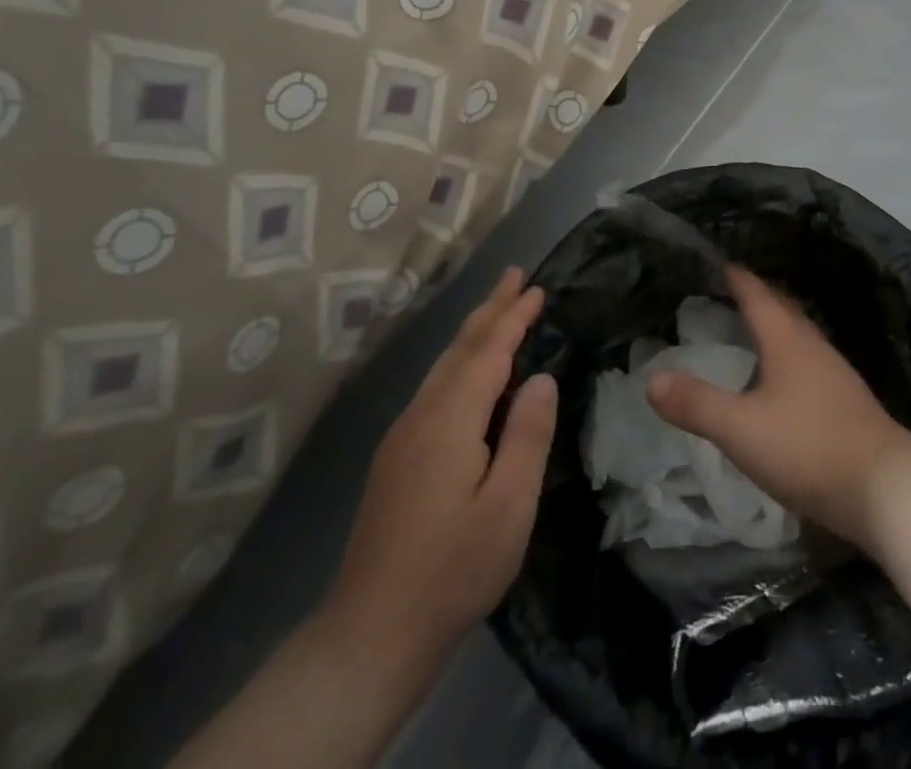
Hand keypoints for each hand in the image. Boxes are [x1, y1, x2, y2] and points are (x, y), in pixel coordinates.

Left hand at [319, 268, 557, 688]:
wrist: (370, 635)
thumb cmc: (453, 569)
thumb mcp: (509, 506)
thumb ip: (528, 435)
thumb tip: (540, 378)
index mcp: (450, 420)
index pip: (488, 351)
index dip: (514, 316)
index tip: (537, 286)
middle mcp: (421, 416)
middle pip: (459, 348)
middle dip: (489, 308)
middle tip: (514, 275)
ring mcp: (403, 437)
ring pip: (443, 366)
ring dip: (473, 332)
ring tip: (497, 308)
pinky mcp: (396, 458)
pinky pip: (435, 388)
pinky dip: (460, 362)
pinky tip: (470, 372)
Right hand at [646, 265, 910, 548]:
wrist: (885, 487)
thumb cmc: (808, 447)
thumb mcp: (741, 429)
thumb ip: (696, 404)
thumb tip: (651, 378)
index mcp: (787, 338)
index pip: (756, 293)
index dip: (735, 276)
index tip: (716, 262)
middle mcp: (812, 345)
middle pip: (781, 308)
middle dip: (754, 296)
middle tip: (725, 291)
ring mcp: (834, 372)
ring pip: (797, 334)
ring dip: (772, 325)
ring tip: (748, 330)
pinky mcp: (845, 400)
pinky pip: (807, 361)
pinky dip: (786, 355)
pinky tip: (779, 380)